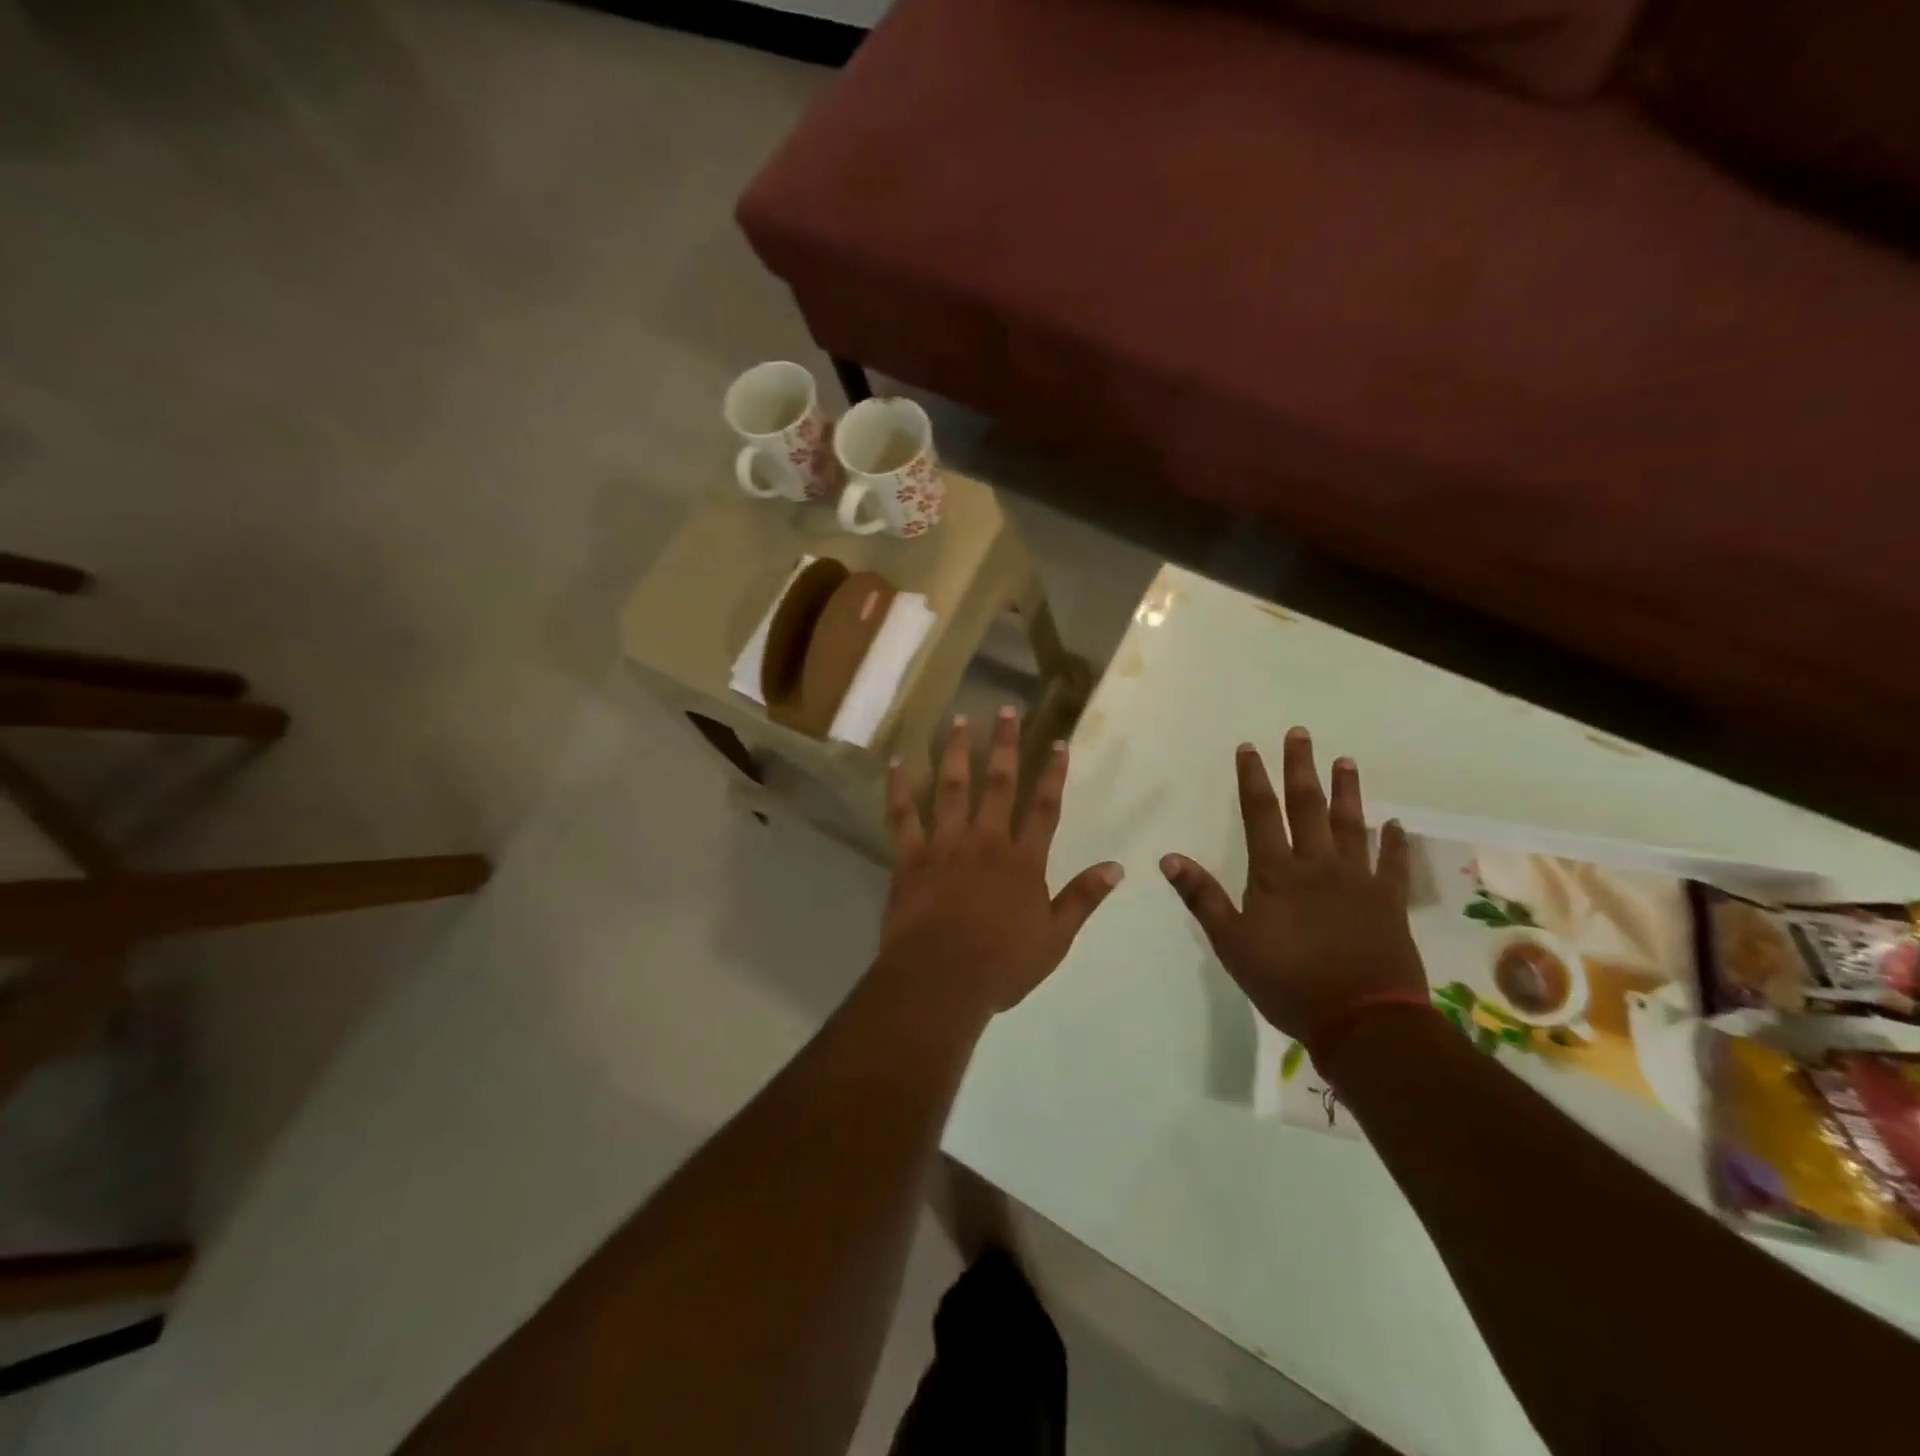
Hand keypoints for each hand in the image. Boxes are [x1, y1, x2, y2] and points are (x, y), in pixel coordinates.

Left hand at [877, 707, 1123, 1020]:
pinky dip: (899, 788)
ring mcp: (946, 845)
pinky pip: (903, 816)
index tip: (1058, 742)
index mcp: (1023, 860)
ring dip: (957, 752)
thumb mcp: (1055, 938)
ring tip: (960, 720)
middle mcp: (986, 841)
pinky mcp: (911, 857)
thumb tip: (1117, 866)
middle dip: (1005, 745)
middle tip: (1006, 709)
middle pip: (998, 783)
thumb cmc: (1002, 964)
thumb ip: (1083, 899)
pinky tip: (897, 762)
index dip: (1053, 773)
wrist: (942, 980)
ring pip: (952, 788)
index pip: (1045, 807)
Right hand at [1159, 727, 1424, 1045]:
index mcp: (1276, 873)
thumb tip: (1169, 858)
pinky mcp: (1388, 903)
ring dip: (1347, 791)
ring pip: (1351, 825)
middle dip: (1301, 768)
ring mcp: (1358, 881)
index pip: (1261, 814)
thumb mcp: (1232, 944)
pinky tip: (1396, 823)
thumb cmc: (1287, 983)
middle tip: (1300, 734)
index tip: (1250, 748)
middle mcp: (1318, 866)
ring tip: (1346, 761)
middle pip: (1308, 807)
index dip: (1254, 779)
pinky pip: (1392, 865)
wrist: (1362, 1021)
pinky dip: (1394, 843)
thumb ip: (1202, 898)